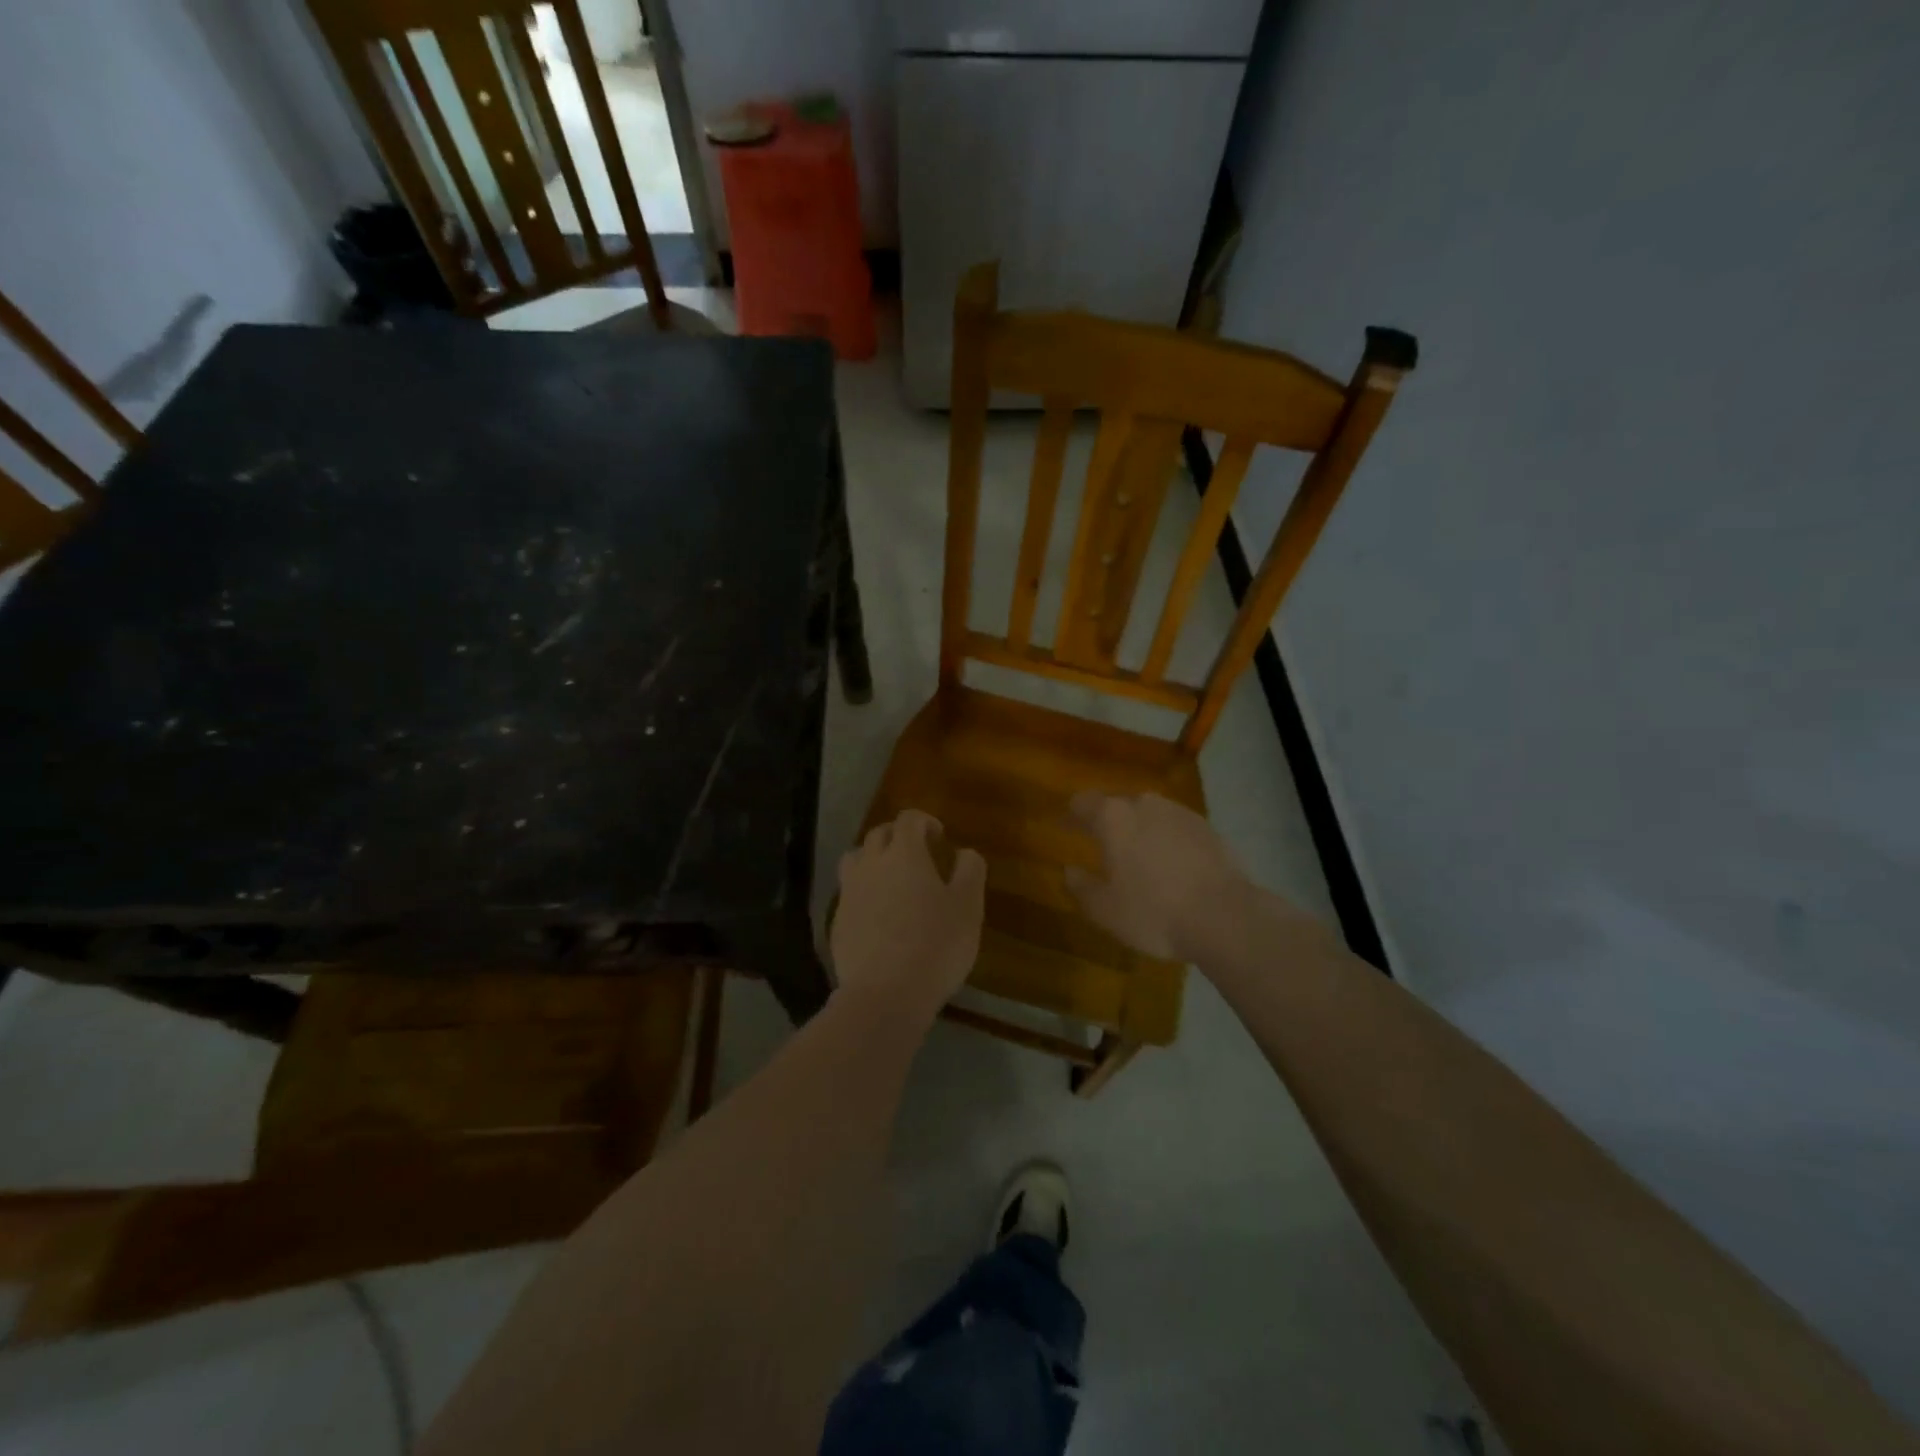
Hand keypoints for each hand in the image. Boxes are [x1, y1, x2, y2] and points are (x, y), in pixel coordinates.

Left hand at [831, 809, 985, 1018]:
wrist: (884, 994)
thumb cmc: (936, 945)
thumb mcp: (968, 907)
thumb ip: (970, 871)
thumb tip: (965, 852)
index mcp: (904, 854)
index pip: (909, 819)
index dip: (924, 822)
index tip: (938, 836)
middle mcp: (871, 864)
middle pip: (879, 835)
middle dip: (898, 837)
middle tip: (917, 854)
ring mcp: (849, 893)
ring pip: (856, 860)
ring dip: (873, 860)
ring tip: (891, 879)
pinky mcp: (837, 922)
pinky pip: (849, 893)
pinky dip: (863, 892)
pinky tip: (878, 915)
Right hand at [1065, 792, 1249, 961]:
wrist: (1225, 917)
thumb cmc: (1154, 912)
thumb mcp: (1105, 910)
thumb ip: (1082, 887)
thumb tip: (1070, 871)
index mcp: (1113, 818)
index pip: (1083, 802)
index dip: (1072, 814)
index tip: (1065, 826)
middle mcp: (1145, 805)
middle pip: (1118, 805)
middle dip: (1108, 822)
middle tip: (1103, 845)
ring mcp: (1180, 813)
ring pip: (1150, 815)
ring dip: (1141, 830)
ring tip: (1140, 856)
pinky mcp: (1208, 828)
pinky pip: (1176, 828)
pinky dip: (1168, 840)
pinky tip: (1172, 866)